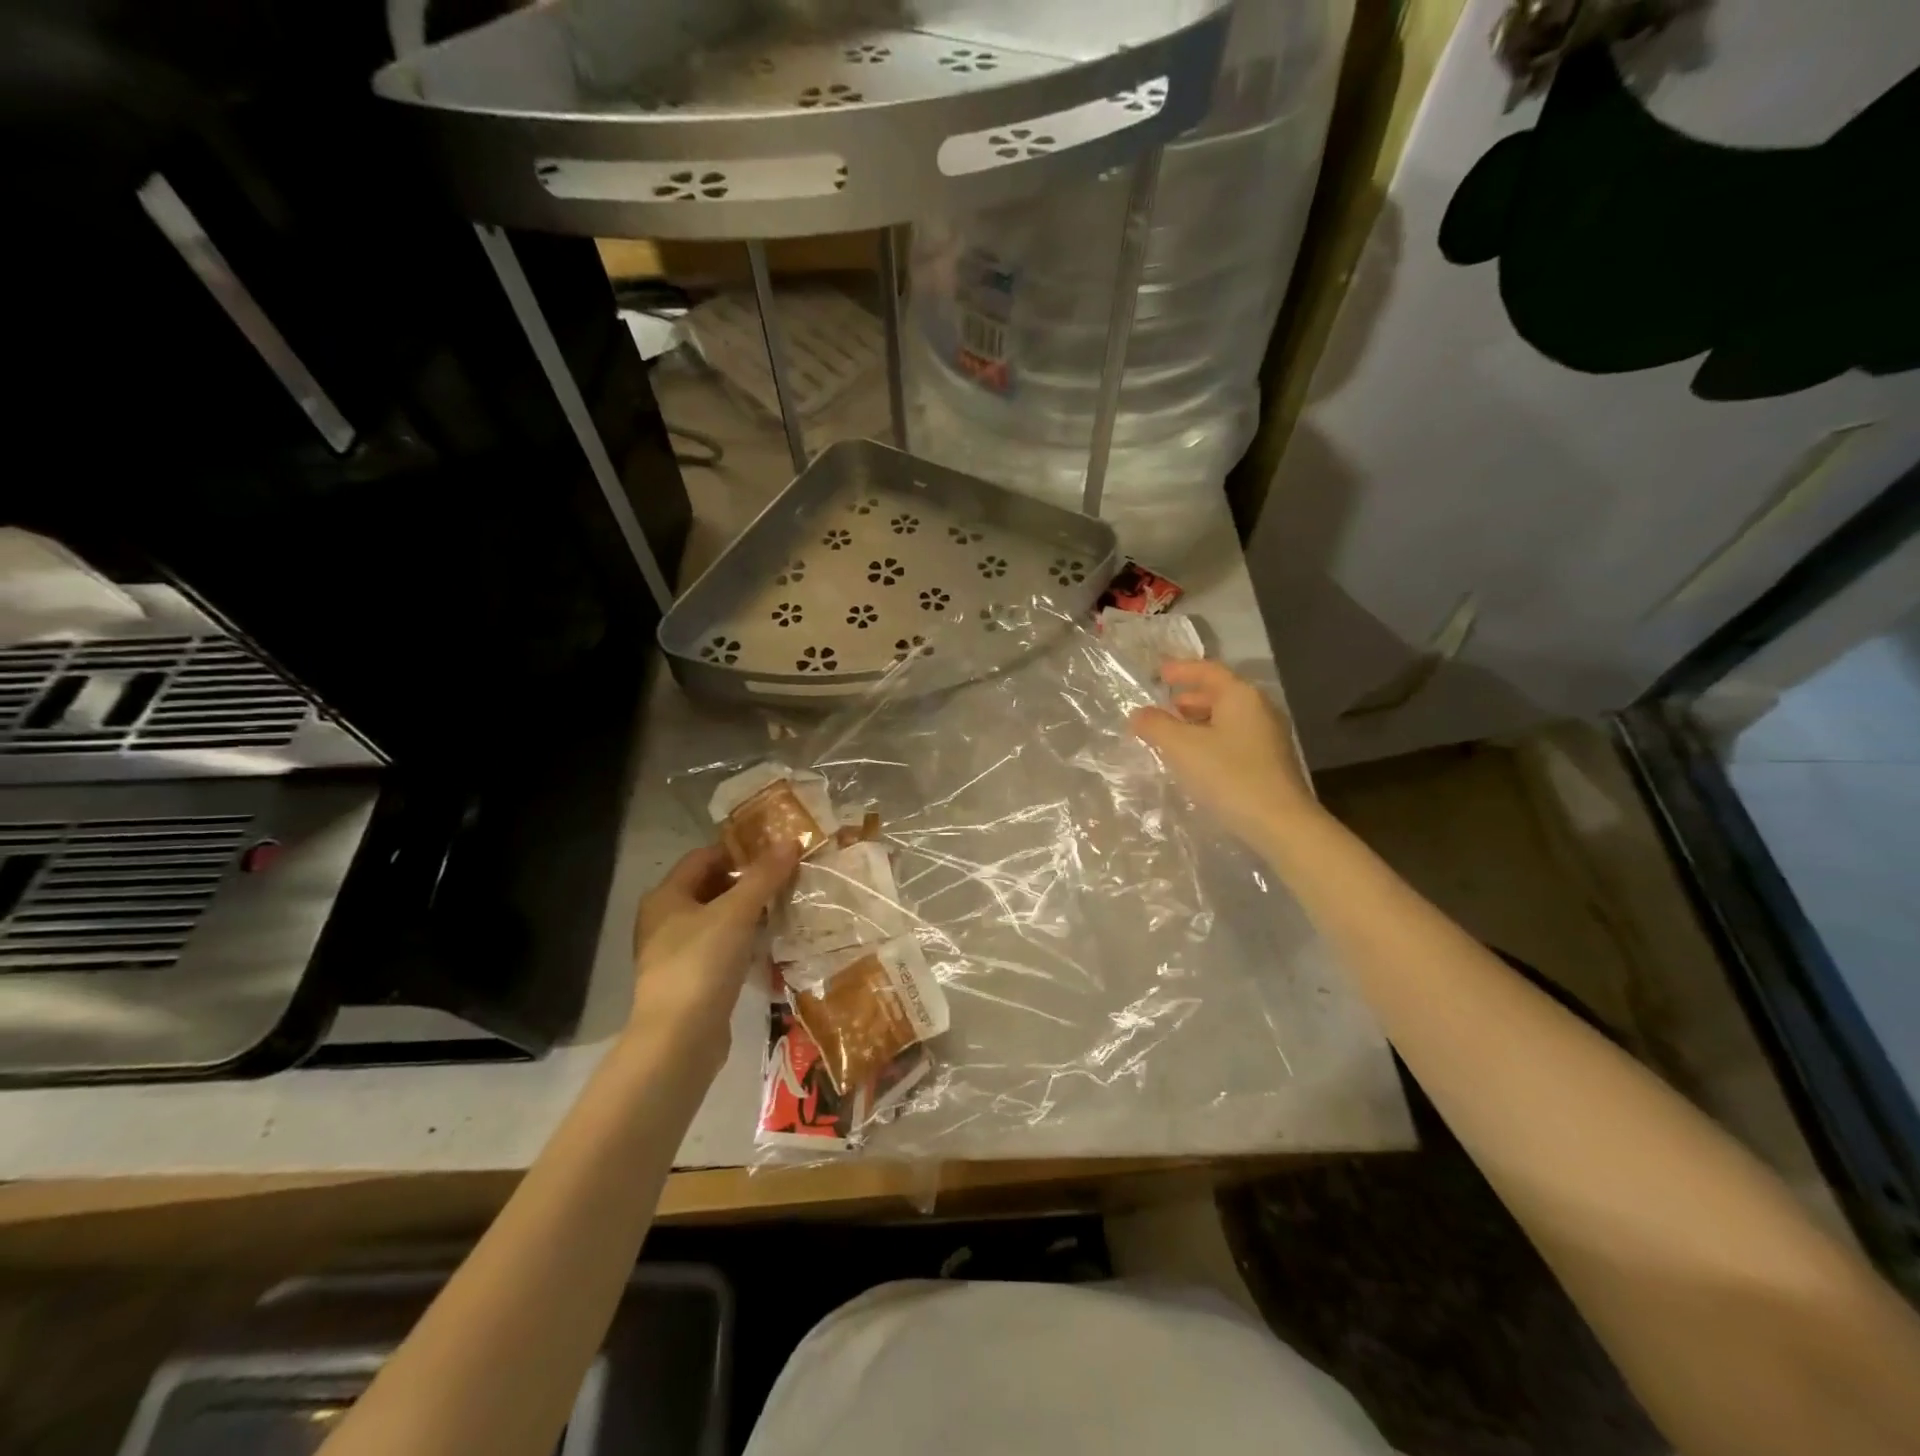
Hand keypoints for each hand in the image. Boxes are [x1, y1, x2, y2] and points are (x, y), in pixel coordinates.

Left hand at [627, 843, 797, 1066]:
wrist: (679, 1039)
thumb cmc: (702, 963)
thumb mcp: (737, 913)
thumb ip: (764, 876)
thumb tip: (791, 841)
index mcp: (666, 896)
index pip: (704, 856)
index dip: (739, 851)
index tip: (775, 853)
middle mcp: (664, 919)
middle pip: (710, 886)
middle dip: (747, 882)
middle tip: (785, 879)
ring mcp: (675, 952)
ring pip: (716, 919)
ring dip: (747, 912)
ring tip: (783, 907)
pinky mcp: (690, 979)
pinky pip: (719, 947)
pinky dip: (742, 940)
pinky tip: (768, 943)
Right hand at [1129, 660, 1321, 853]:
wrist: (1279, 823)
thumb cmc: (1228, 775)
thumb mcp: (1181, 747)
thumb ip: (1156, 725)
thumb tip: (1139, 714)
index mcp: (1241, 696)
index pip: (1208, 670)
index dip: (1181, 670)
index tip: (1158, 673)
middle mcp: (1259, 709)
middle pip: (1219, 694)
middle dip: (1187, 699)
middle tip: (1161, 708)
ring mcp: (1268, 736)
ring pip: (1226, 718)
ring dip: (1197, 722)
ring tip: (1172, 736)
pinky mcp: (1269, 762)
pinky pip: (1233, 739)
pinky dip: (1210, 740)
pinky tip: (1194, 759)